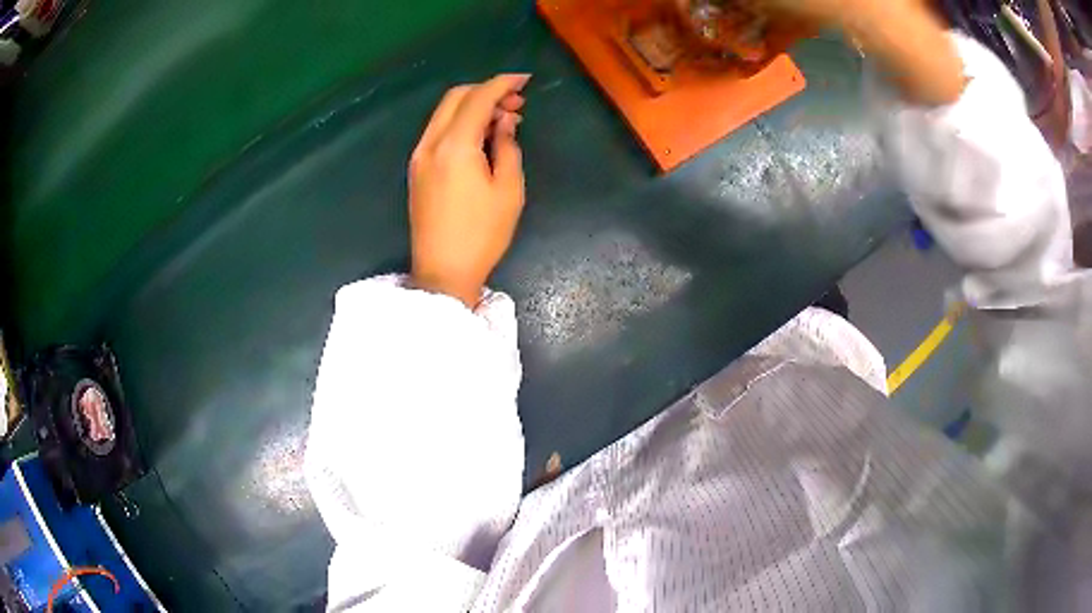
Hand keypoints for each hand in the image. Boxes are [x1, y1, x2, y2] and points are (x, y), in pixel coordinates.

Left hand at [408, 74, 530, 307]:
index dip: (502, 84)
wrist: (442, 271)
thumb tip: (504, 122)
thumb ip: (507, 146)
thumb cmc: (482, 234)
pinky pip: (439, 131)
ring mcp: (419, 156)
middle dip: (487, 91)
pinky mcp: (417, 169)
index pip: (478, 99)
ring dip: (473, 107)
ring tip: (503, 119)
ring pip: (445, 113)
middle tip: (517, 103)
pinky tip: (481, 135)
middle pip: (455, 98)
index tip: (525, 79)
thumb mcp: (508, 190)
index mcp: (454, 146)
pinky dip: (460, 123)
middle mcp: (430, 143)